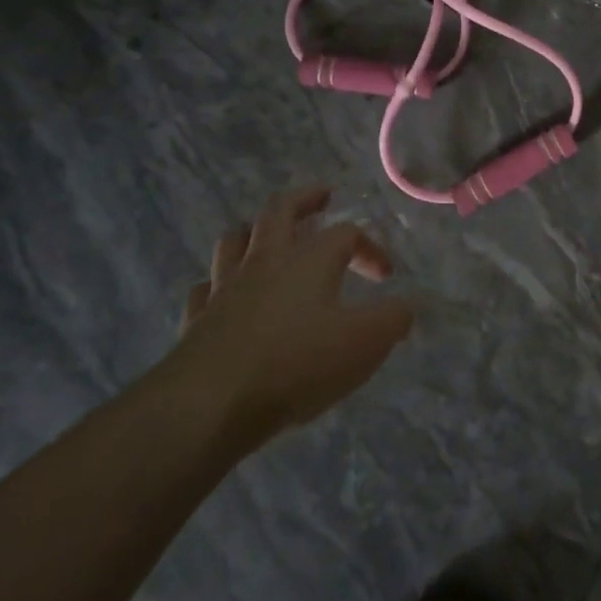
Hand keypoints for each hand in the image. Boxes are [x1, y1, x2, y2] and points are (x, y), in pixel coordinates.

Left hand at [172, 186, 412, 443]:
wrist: (210, 405)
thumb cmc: (296, 365)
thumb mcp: (364, 342)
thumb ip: (392, 319)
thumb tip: (404, 307)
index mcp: (309, 261)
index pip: (346, 233)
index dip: (370, 248)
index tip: (384, 278)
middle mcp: (265, 263)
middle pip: (279, 211)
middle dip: (304, 200)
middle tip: (322, 196)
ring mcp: (224, 289)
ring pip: (234, 241)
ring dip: (254, 232)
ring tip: (266, 236)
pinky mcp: (196, 321)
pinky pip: (204, 290)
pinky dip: (216, 286)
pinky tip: (223, 296)